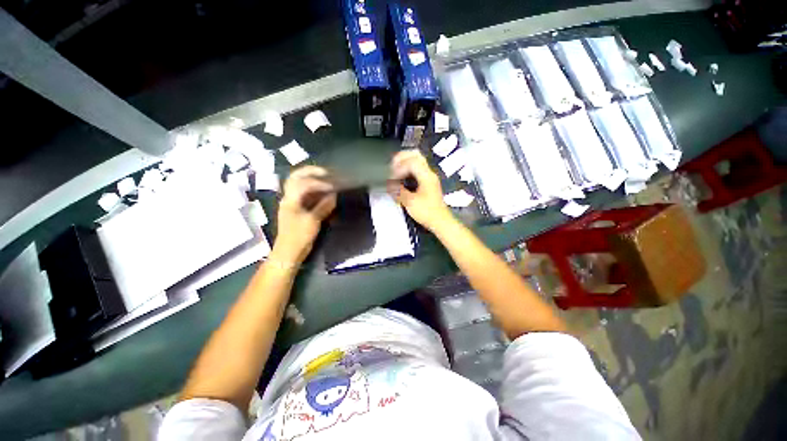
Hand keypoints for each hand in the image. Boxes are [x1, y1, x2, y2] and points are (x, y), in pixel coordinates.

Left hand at [273, 166, 336, 265]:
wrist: (289, 252)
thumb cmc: (299, 236)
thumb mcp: (313, 221)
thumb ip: (323, 206)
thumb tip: (334, 196)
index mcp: (290, 200)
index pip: (303, 183)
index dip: (319, 182)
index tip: (332, 187)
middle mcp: (289, 198)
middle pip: (296, 178)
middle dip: (310, 172)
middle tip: (326, 172)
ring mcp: (292, 204)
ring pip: (300, 186)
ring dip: (312, 180)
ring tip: (326, 180)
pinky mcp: (297, 210)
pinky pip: (304, 196)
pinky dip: (314, 192)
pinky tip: (323, 193)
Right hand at [388, 150, 452, 231]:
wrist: (440, 222)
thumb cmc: (427, 212)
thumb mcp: (410, 202)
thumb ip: (398, 191)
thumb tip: (388, 184)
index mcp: (426, 176)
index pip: (411, 161)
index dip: (399, 167)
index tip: (392, 177)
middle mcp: (429, 174)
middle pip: (416, 156)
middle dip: (402, 158)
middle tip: (392, 164)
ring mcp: (429, 178)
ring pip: (417, 162)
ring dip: (405, 163)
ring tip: (395, 169)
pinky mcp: (428, 184)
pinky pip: (417, 170)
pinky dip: (408, 170)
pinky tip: (401, 176)